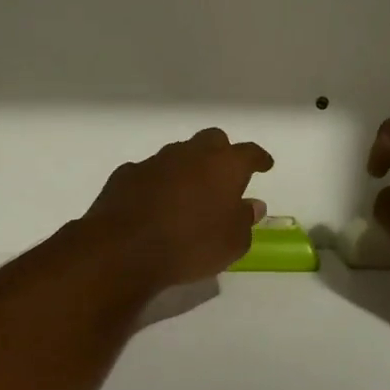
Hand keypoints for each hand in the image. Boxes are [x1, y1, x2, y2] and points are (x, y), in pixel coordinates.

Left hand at [83, 128, 273, 287]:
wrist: (124, 250)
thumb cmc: (191, 245)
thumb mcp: (232, 243)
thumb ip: (244, 220)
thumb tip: (251, 205)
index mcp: (224, 166)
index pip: (249, 153)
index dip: (259, 159)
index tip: (265, 165)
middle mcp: (191, 154)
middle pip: (212, 140)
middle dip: (222, 153)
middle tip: (225, 176)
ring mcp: (156, 161)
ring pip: (179, 154)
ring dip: (188, 168)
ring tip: (189, 193)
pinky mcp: (126, 174)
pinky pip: (150, 173)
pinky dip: (157, 183)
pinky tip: (155, 203)